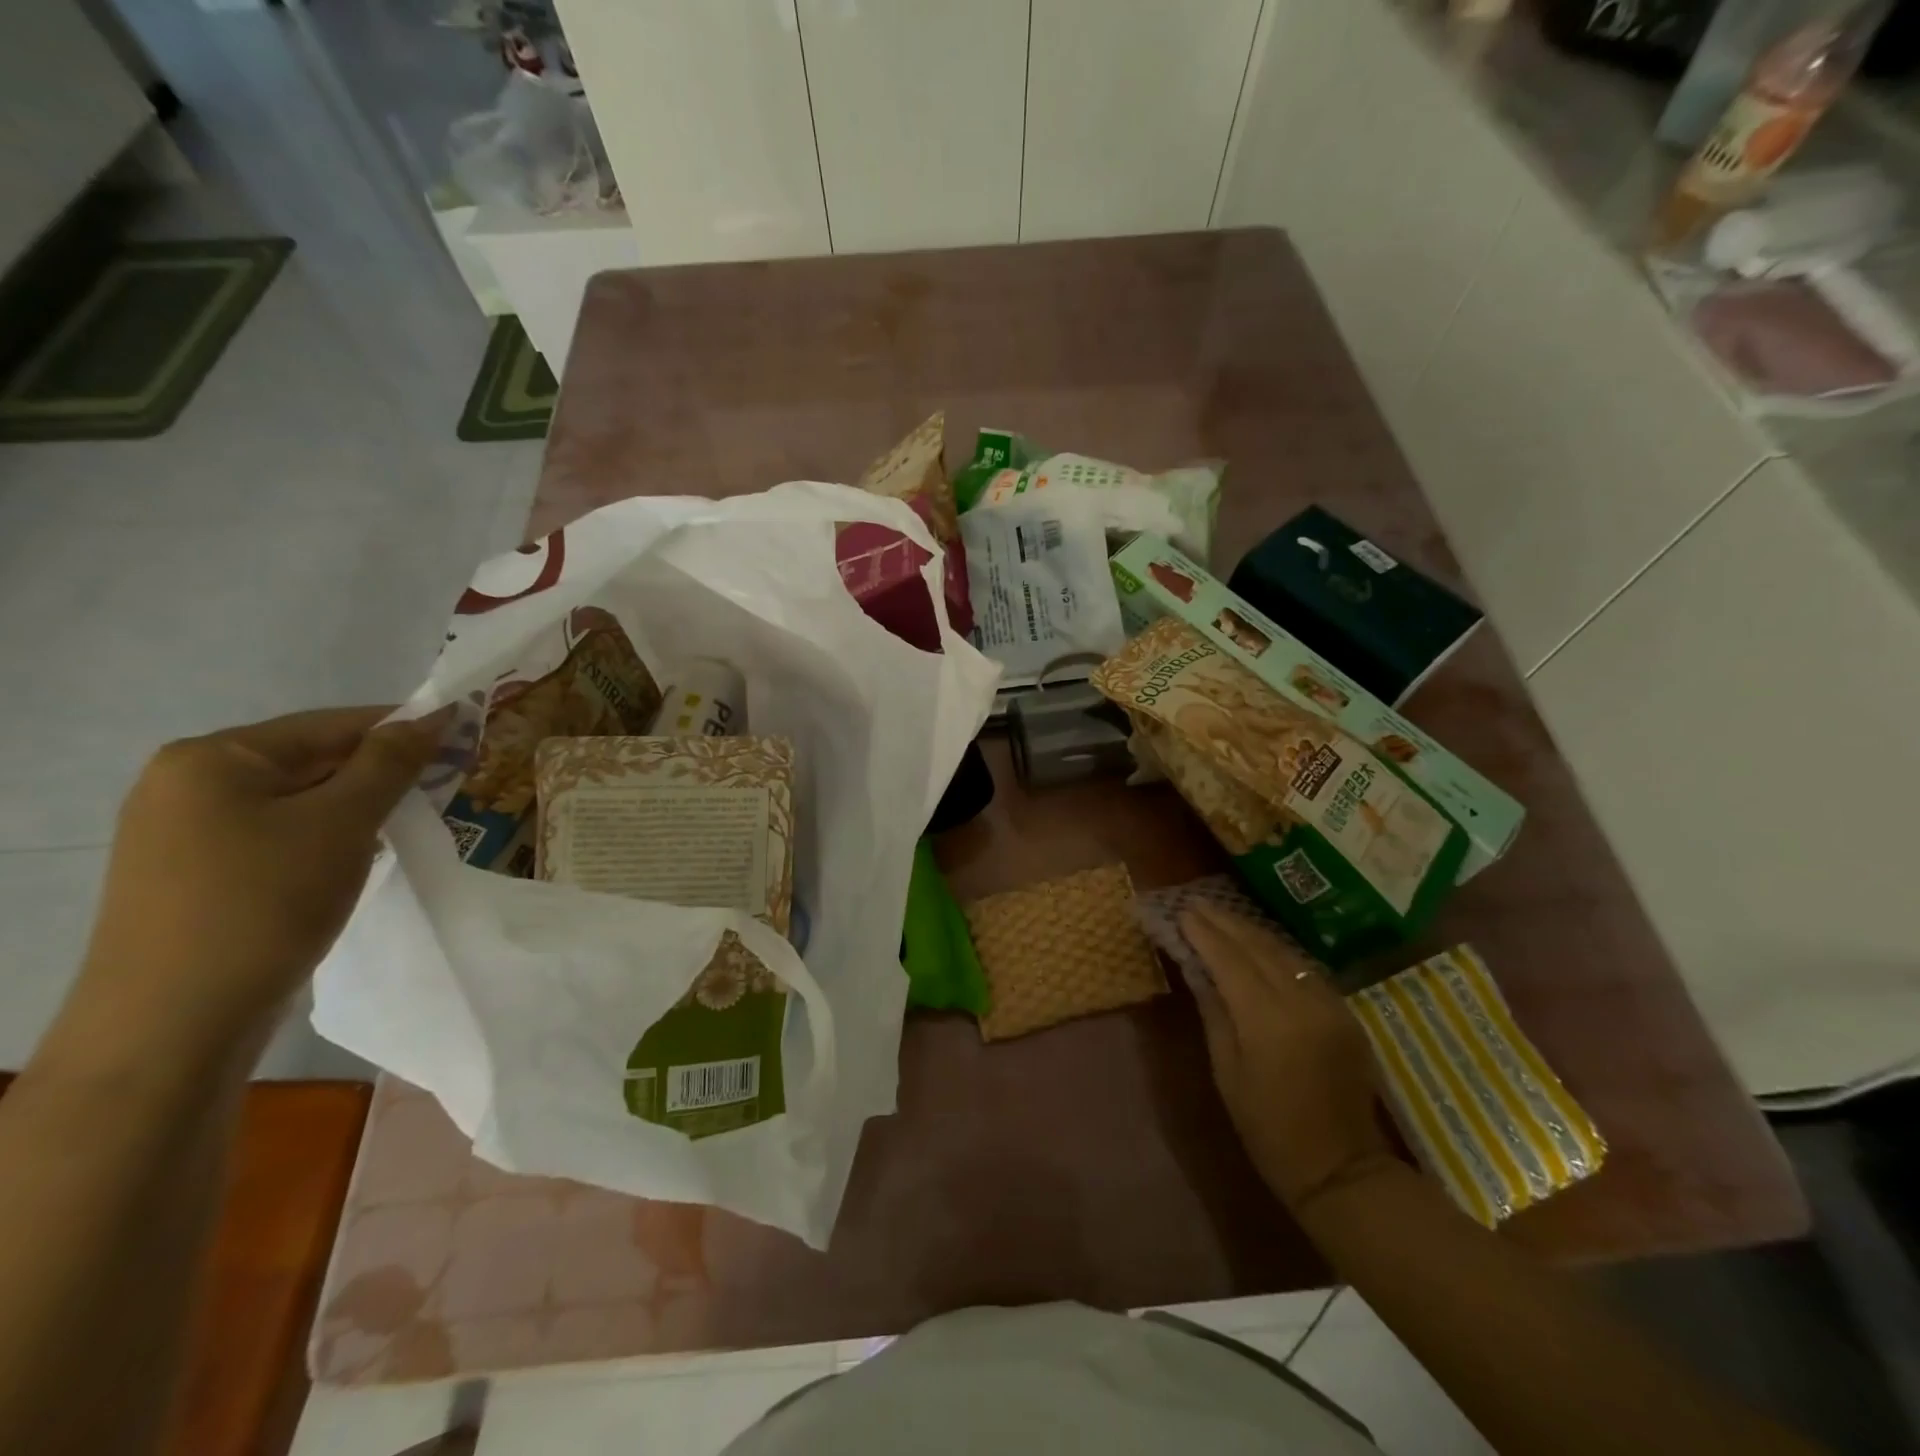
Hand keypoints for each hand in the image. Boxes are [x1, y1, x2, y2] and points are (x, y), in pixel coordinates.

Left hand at [67, 707, 450, 1060]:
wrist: (174, 1023)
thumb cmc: (265, 902)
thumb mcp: (343, 823)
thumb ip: (390, 762)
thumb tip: (434, 716)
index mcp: (211, 757)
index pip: (330, 724)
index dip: (402, 728)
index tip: (464, 737)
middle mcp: (186, 784)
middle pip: (311, 760)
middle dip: (381, 772)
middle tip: (448, 785)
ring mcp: (183, 833)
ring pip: (298, 801)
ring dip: (358, 807)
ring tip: (411, 823)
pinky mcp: (195, 875)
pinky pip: (278, 835)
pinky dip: (327, 837)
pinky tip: (360, 857)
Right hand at [1180, 901, 1400, 1212]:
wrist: (1343, 1169)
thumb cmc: (1268, 1128)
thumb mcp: (1227, 1071)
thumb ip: (1214, 1012)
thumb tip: (1197, 969)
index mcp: (1267, 1019)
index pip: (1229, 959)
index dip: (1203, 933)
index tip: (1181, 912)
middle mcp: (1302, 1001)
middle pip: (1258, 946)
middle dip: (1224, 922)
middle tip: (1196, 903)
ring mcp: (1330, 1004)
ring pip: (1284, 951)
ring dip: (1250, 931)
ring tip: (1221, 916)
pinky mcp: (1345, 1013)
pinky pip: (1304, 968)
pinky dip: (1276, 951)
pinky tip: (1258, 944)